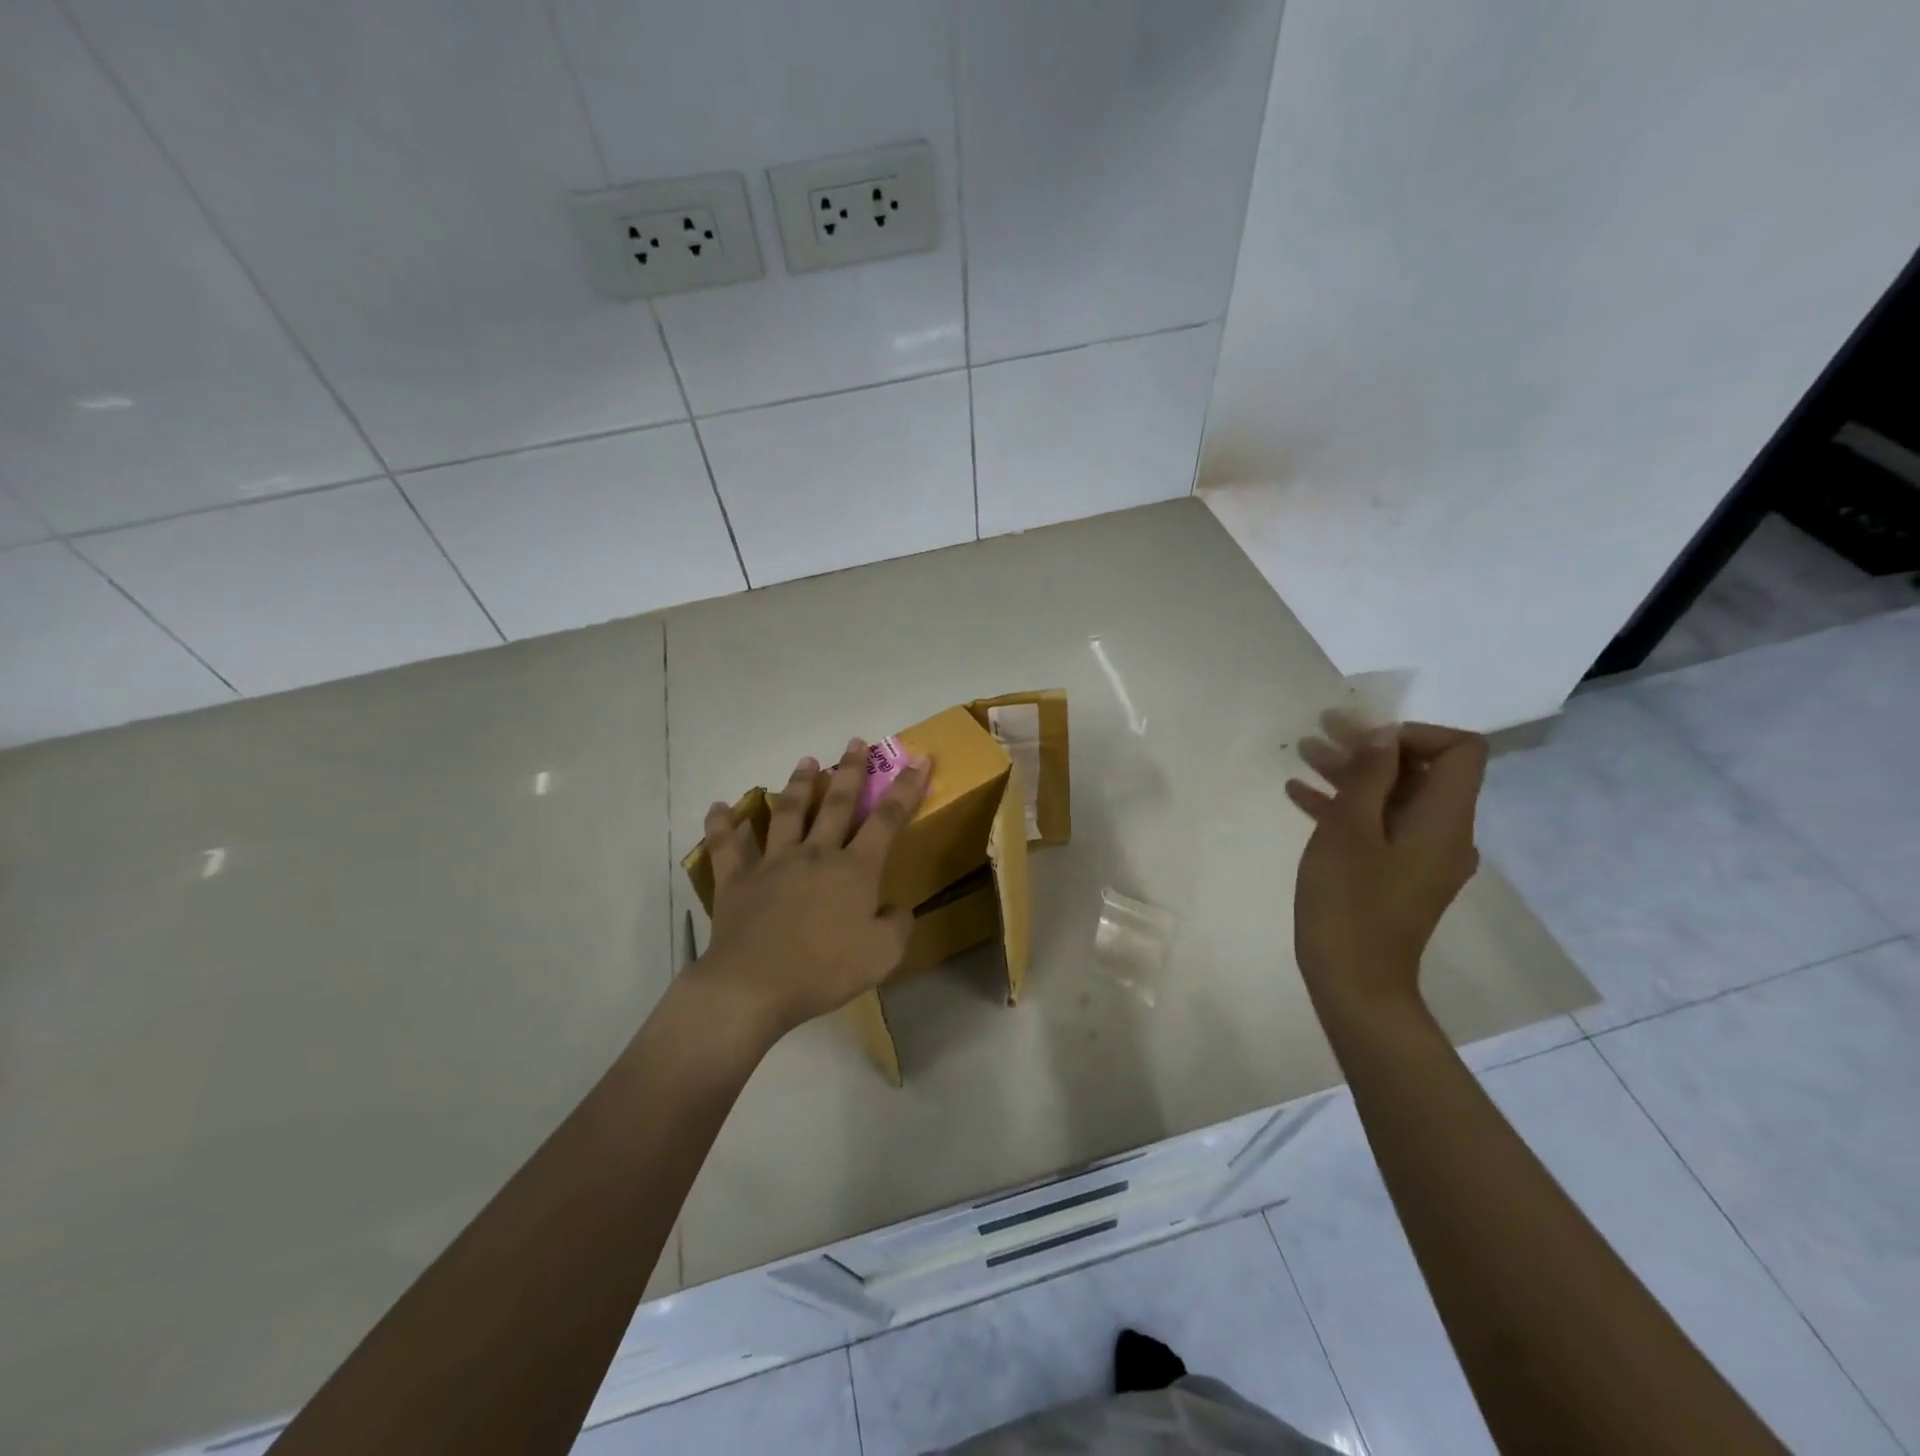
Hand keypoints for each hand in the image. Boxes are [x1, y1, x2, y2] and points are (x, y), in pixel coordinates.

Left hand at [691, 738, 929, 1044]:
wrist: (754, 986)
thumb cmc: (824, 970)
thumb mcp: (883, 955)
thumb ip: (898, 925)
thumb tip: (897, 907)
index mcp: (854, 869)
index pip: (887, 819)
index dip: (906, 788)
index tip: (920, 759)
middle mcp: (815, 854)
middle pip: (836, 803)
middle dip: (849, 770)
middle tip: (855, 742)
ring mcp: (772, 863)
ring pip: (787, 812)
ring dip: (797, 784)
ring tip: (805, 761)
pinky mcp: (736, 880)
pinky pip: (726, 846)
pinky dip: (722, 825)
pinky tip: (719, 807)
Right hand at [1285, 720, 1487, 1009]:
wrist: (1354, 982)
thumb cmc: (1349, 902)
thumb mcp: (1349, 830)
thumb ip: (1369, 777)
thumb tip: (1384, 736)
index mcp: (1444, 820)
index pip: (1460, 750)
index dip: (1415, 733)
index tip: (1365, 739)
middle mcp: (1444, 833)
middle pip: (1421, 771)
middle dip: (1371, 747)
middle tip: (1322, 730)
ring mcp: (1420, 856)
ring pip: (1393, 797)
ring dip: (1351, 773)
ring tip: (1304, 753)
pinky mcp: (1396, 874)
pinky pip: (1378, 826)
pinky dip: (1345, 806)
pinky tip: (1299, 794)